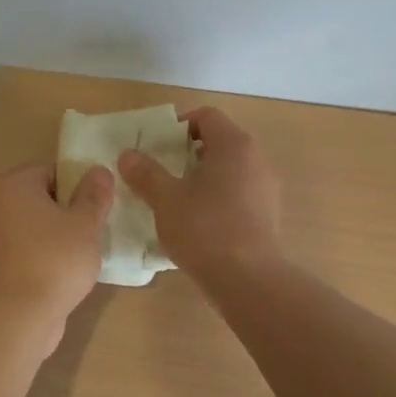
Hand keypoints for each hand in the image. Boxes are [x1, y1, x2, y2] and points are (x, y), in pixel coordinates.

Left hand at [0, 162, 113, 344]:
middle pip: (38, 196)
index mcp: (11, 184)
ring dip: (51, 232)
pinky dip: (37, 251)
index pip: (51, 171)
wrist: (20, 317)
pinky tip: (58, 269)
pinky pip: (20, 246)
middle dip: (65, 209)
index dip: (77, 186)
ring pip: (29, 223)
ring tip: (77, 251)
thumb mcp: (85, 224)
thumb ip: (93, 194)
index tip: (95, 208)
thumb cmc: (55, 260)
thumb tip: (99, 171)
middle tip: (90, 229)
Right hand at [117, 106, 282, 279]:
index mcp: (234, 145)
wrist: (249, 280)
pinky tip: (198, 223)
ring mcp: (266, 188)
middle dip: (187, 153)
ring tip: (176, 199)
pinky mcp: (268, 215)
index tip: (157, 147)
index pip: (206, 117)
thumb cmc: (205, 229)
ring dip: (202, 177)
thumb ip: (145, 173)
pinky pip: (238, 194)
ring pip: (229, 170)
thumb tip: (127, 154)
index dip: (179, 126)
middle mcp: (256, 159)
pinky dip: (217, 198)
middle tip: (161, 172)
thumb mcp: (166, 199)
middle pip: (219, 142)